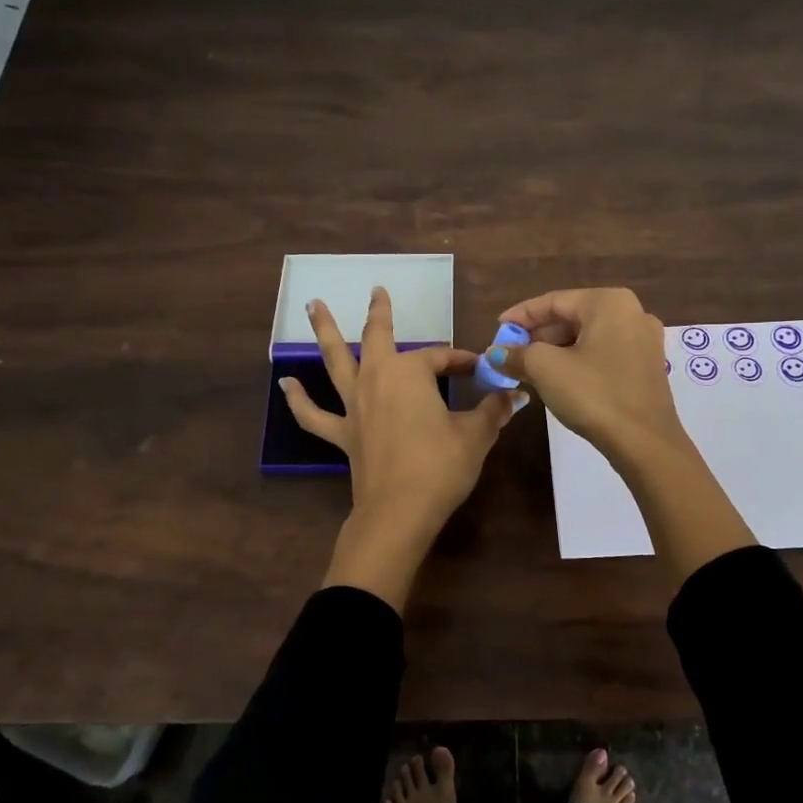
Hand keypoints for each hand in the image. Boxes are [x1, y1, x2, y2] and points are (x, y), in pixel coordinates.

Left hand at [280, 286, 521, 554]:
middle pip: (378, 337)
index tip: (481, 370)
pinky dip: (299, 399)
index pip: (441, 358)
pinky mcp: (343, 434)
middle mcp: (377, 379)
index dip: (462, 361)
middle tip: (377, 290)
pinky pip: (314, 415)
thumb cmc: (441, 467)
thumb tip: (514, 395)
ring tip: (312, 306)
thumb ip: (493, 411)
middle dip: (380, 313)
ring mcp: (354, 405)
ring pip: (336, 361)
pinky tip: (287, 384)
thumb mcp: (475, 435)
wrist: (400, 512)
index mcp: (410, 373)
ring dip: (325, 331)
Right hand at [484, 287, 683, 466]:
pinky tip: (557, 378)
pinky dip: (577, 360)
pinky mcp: (647, 366)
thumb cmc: (594, 394)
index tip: (498, 328)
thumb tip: (495, 354)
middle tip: (510, 352)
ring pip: (587, 337)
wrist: (645, 443)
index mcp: (609, 302)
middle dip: (538, 335)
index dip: (521, 315)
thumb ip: (517, 354)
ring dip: (555, 350)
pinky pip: (603, 353)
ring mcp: (644, 340)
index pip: (554, 301)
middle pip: (572, 317)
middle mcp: (632, 312)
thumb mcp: (546, 369)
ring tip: (527, 368)